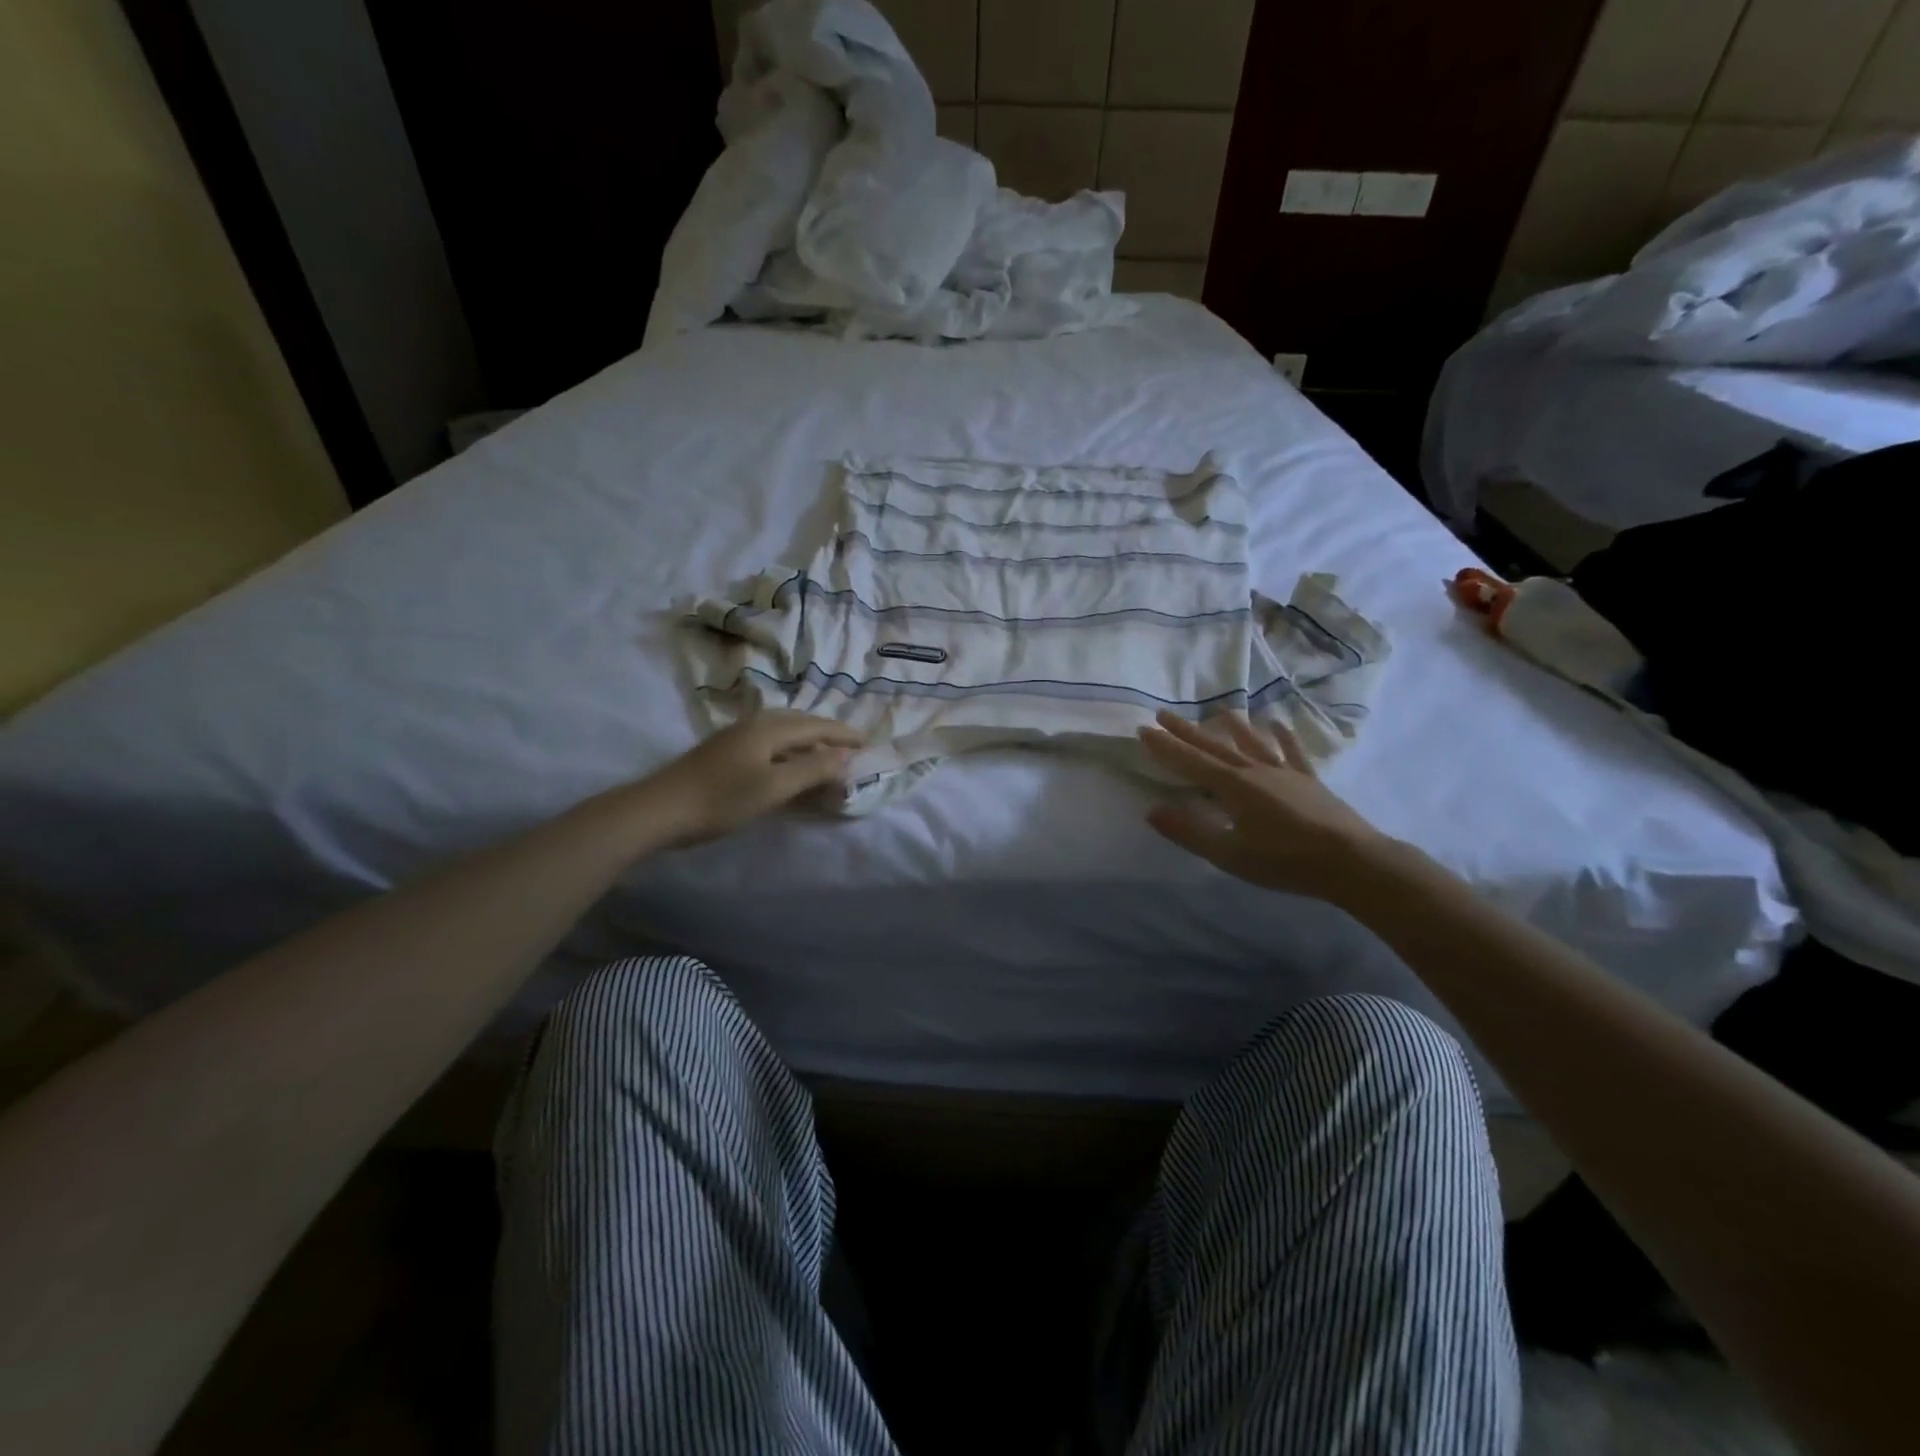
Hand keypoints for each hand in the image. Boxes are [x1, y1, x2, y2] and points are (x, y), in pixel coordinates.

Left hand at [640, 712, 863, 845]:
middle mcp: (754, 725)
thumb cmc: (721, 799)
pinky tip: (787, 763)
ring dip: (807, 740)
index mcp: (769, 729)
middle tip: (850, 744)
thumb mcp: (774, 787)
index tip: (868, 741)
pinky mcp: (724, 753)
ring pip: (782, 731)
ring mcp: (736, 737)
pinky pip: (769, 742)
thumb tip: (845, 755)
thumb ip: (812, 770)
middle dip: (826, 732)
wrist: (660, 810)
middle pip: (799, 722)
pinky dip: (789, 749)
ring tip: (824, 753)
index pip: (816, 726)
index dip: (843, 734)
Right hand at [1138, 709, 1394, 901]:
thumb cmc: (1284, 861)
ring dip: (1233, 727)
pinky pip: (1292, 752)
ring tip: (1219, 710)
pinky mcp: (1309, 780)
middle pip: (1214, 747)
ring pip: (1252, 742)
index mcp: (1232, 787)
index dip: (1165, 747)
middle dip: (1187, 732)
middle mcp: (1255, 770)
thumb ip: (1190, 832)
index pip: (1190, 762)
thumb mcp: (1229, 854)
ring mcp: (1285, 772)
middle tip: (1164, 714)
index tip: (1143, 729)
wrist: (1351, 861)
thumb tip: (1152, 811)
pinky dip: (1283, 736)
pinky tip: (1277, 724)